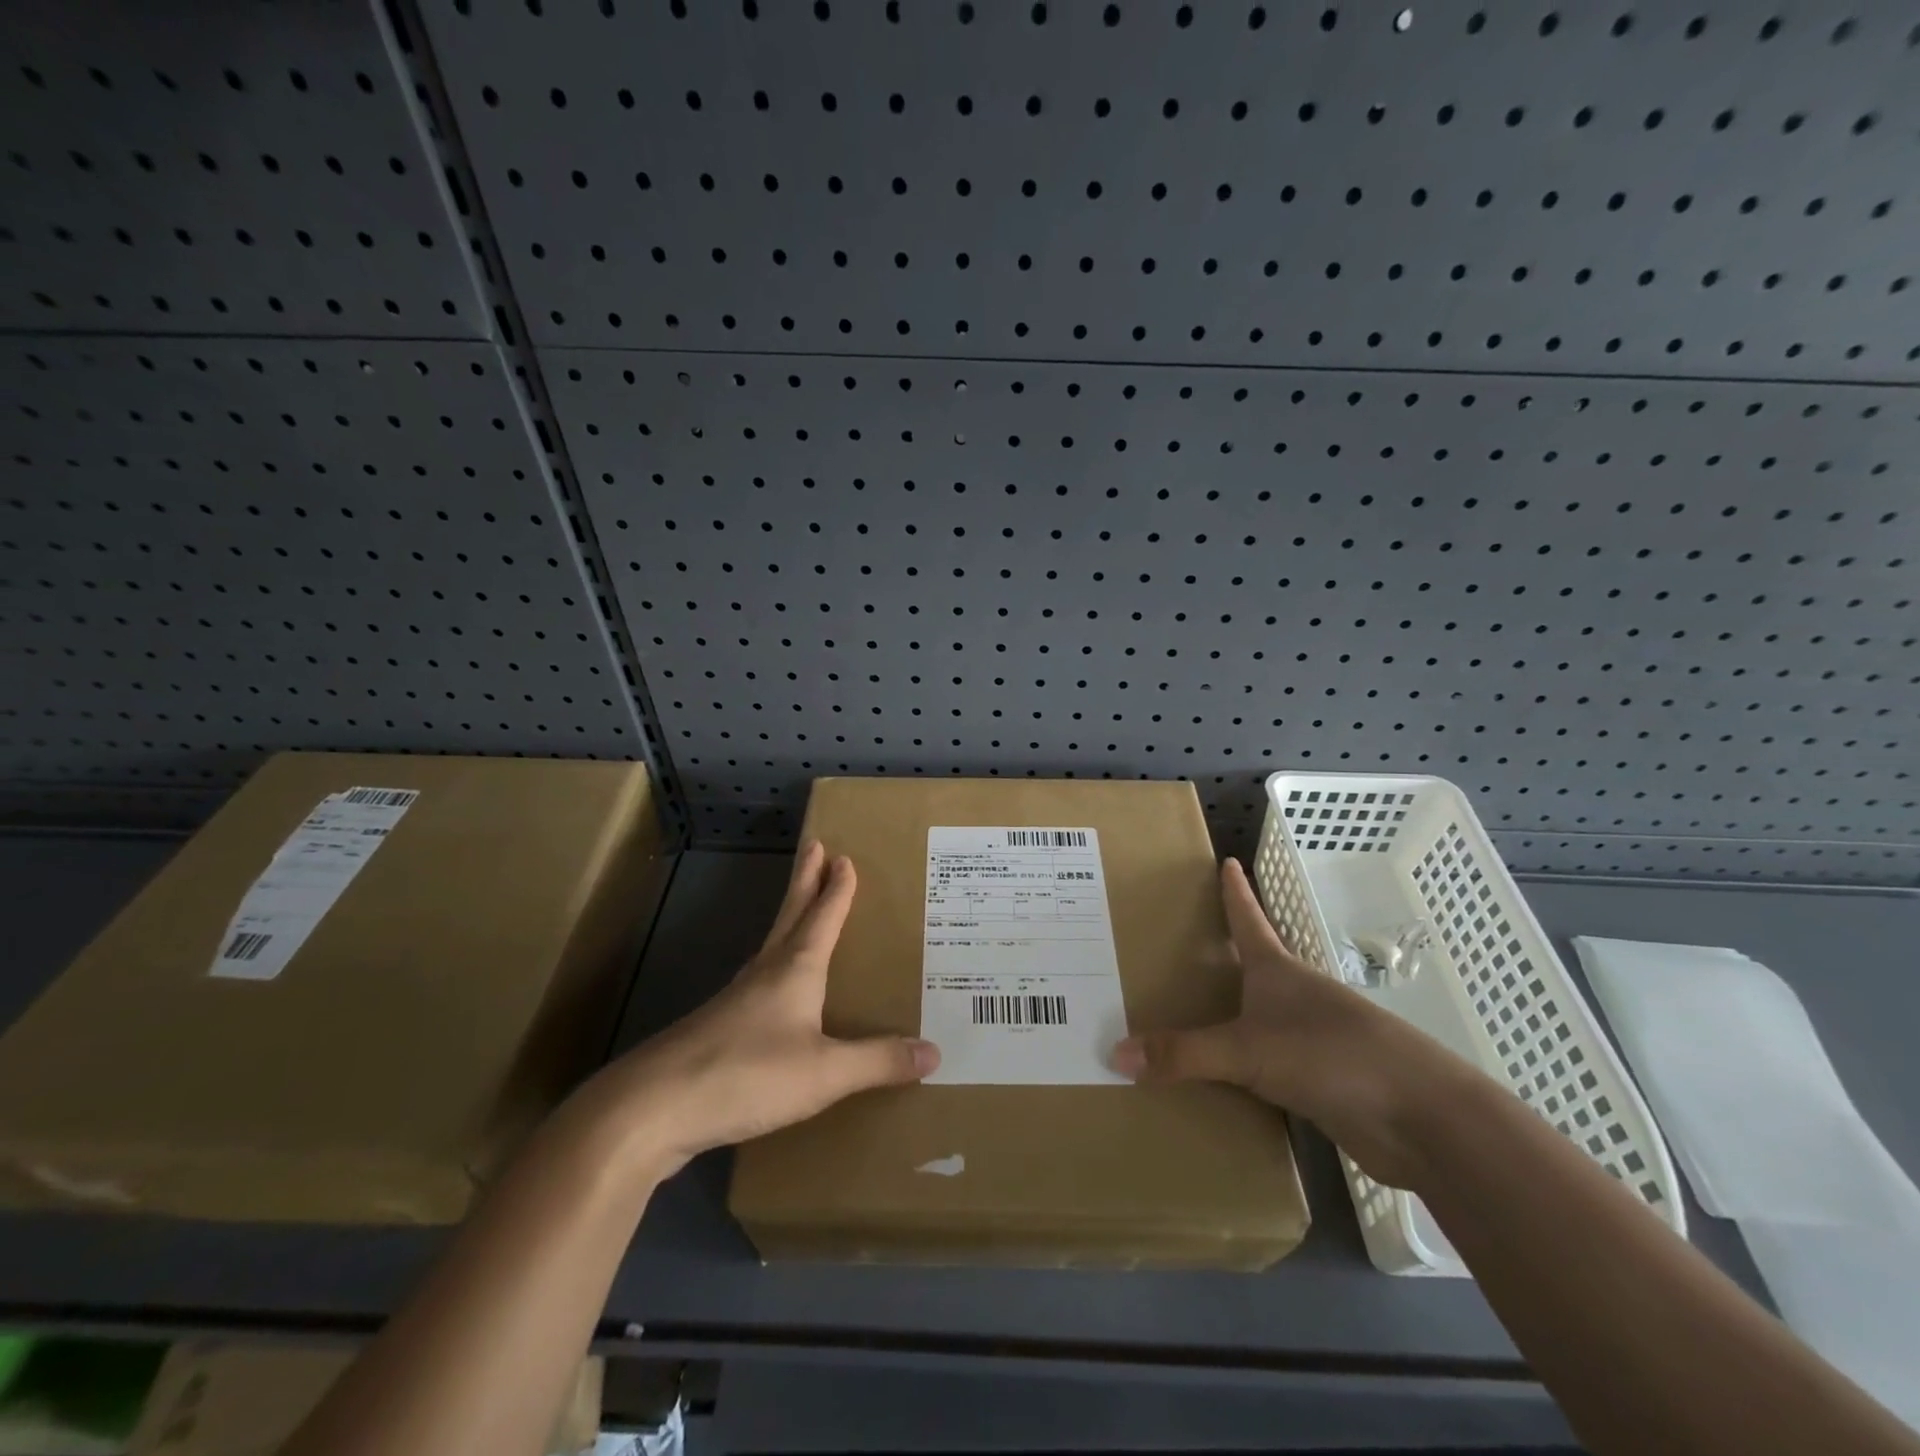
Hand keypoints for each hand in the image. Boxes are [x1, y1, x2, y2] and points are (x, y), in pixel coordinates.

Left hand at [602, 842, 938, 1174]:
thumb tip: (934, 1051)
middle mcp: (765, 973)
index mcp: (794, 969)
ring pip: (772, 945)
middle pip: (790, 915)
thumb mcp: (824, 1073)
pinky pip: (759, 982)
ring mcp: (737, 999)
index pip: (822, 916)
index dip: (836, 888)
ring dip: (790, 919)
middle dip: (805, 880)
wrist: (653, 1108)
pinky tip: (775, 989)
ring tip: (803, 911)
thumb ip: (878, 1061)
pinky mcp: (718, 1029)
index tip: (843, 855)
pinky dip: (776, 966)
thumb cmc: (746, 1075)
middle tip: (815, 846)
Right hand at [1113, 858, 1475, 1189]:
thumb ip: (1183, 1054)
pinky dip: (1242, 1066)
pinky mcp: (1322, 1081)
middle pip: (1255, 965)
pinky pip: (1267, 1064)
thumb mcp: (1247, 1051)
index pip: (1248, 918)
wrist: (1420, 1119)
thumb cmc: (1331, 1055)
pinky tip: (1219, 1079)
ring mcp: (1313, 1038)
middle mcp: (1295, 996)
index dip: (1235, 891)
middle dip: (1223, 955)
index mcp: (1279, 970)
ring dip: (1230, 1015)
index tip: (1228, 861)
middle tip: (1180, 945)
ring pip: (1260, 1017)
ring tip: (1187, 1013)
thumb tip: (1116, 1052)